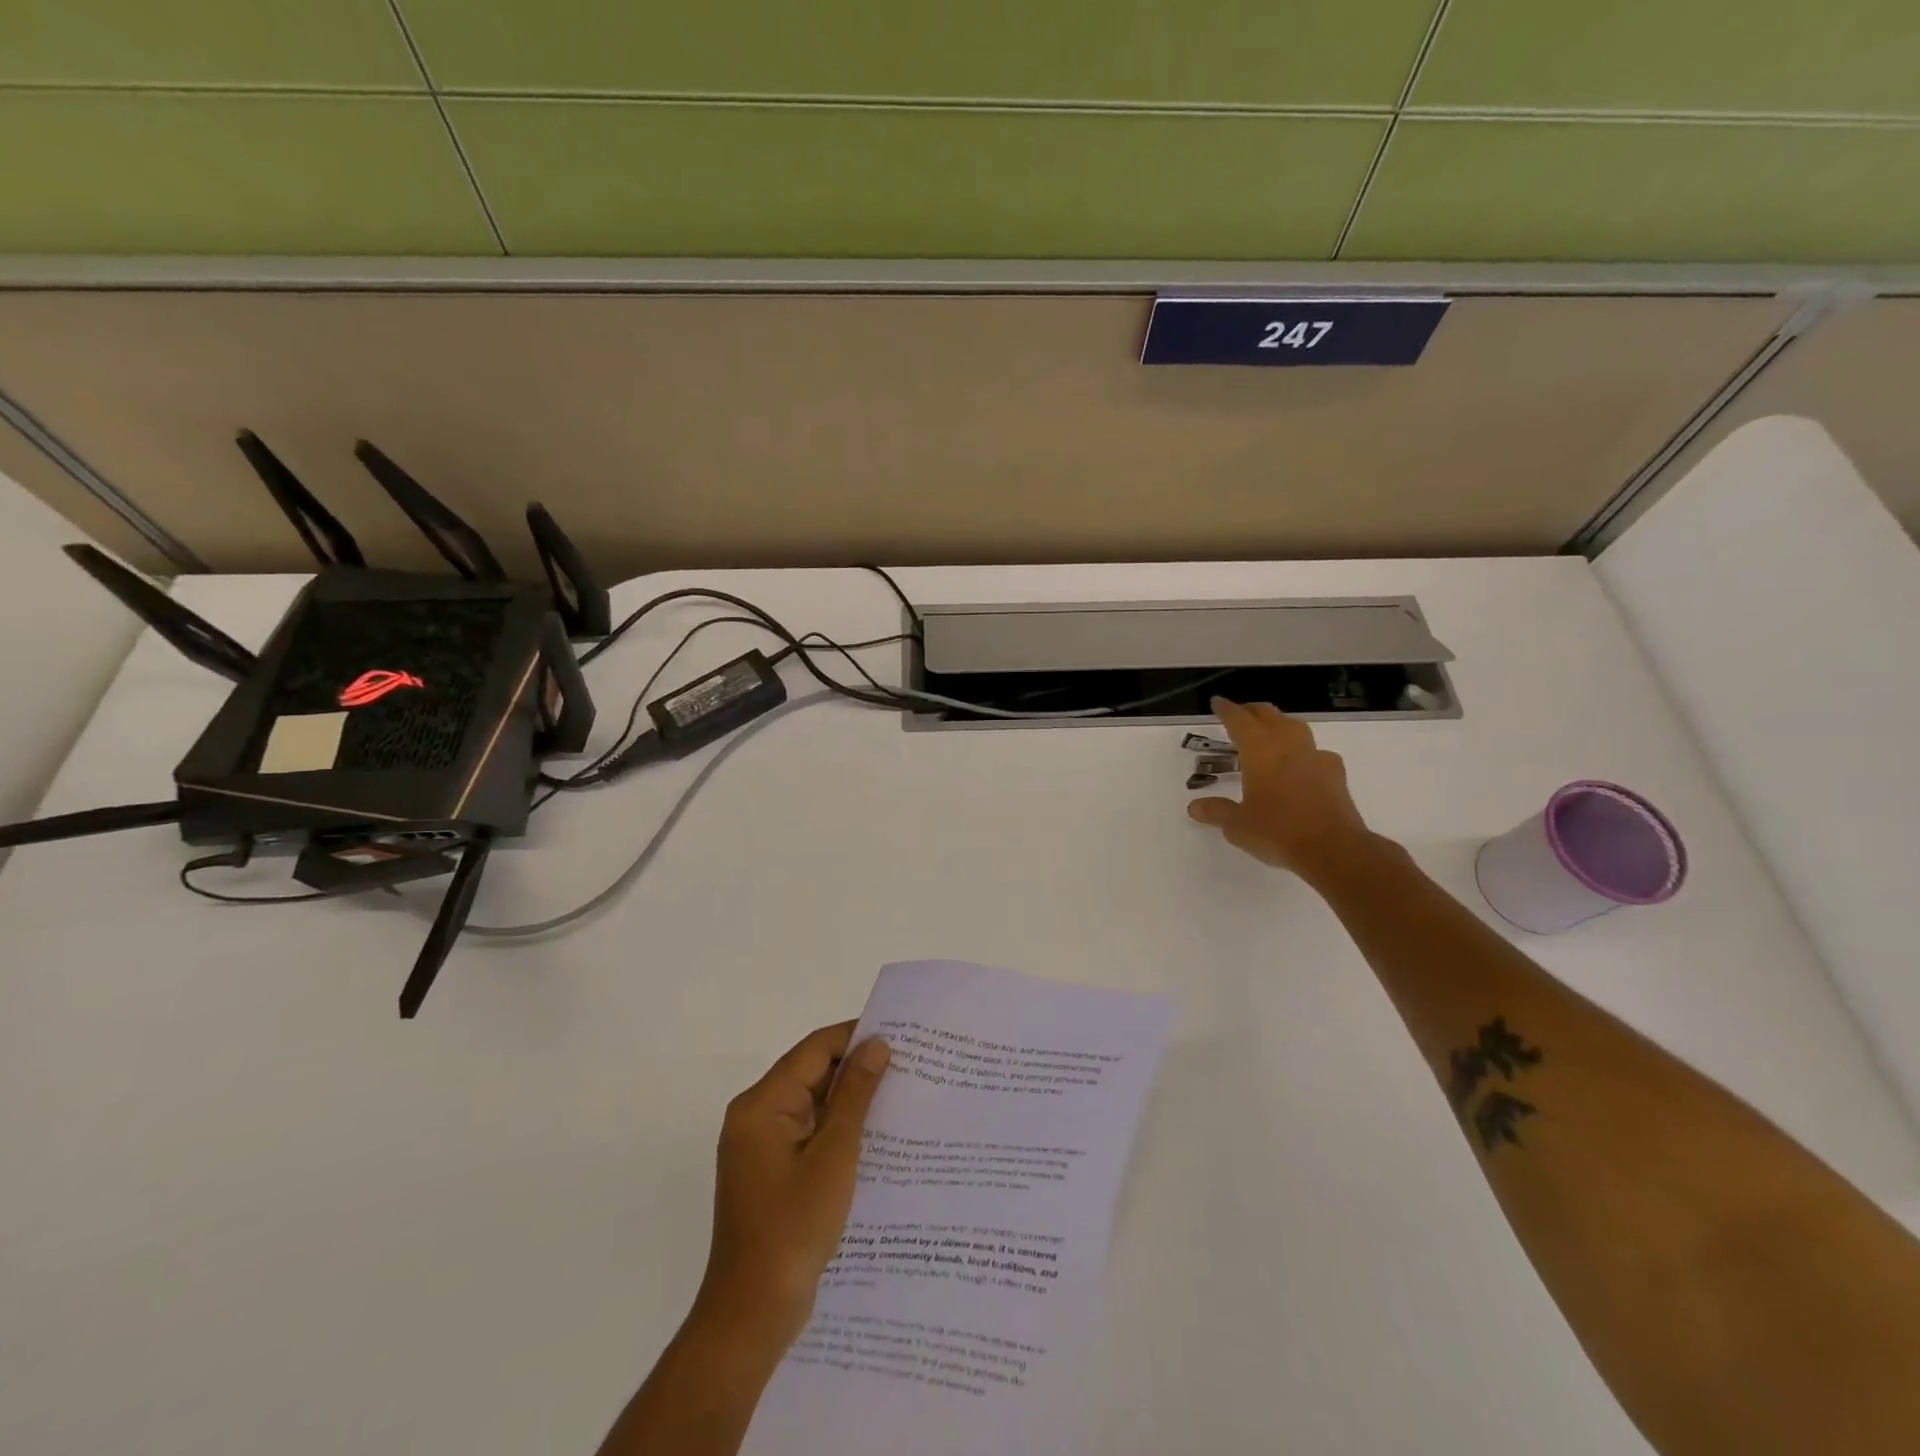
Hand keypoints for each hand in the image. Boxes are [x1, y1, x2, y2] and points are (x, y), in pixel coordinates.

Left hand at [693, 1022, 890, 1351]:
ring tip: (900, 1095)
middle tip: (908, 1065)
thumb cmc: (792, 1229)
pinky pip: (809, 1133)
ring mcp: (761, 1146)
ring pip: (813, 1104)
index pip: (814, 1049)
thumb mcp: (833, 1156)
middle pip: (811, 1073)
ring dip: (850, 1100)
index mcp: (762, 1104)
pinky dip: (838, 1129)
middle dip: (857, 1068)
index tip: (899, 1035)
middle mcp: (756, 1116)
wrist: (752, 1315)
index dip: (855, 1036)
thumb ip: (855, 1096)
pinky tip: (875, 1136)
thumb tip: (876, 1044)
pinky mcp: (772, 1172)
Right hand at [1187, 697, 1371, 879]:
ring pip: (1295, 727)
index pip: (1239, 720)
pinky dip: (1303, 752)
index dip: (1226, 710)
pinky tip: (1300, 765)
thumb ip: (1217, 812)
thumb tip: (1195, 807)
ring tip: (1270, 734)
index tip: (1217, 702)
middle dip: (1252, 711)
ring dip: (1279, 725)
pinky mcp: (1335, 774)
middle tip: (1240, 714)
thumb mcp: (1237, 825)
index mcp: (1260, 751)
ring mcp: (1315, 757)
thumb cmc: (1277, 831)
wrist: (1333, 848)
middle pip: (1269, 715)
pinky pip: (1315, 752)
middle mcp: (1288, 745)